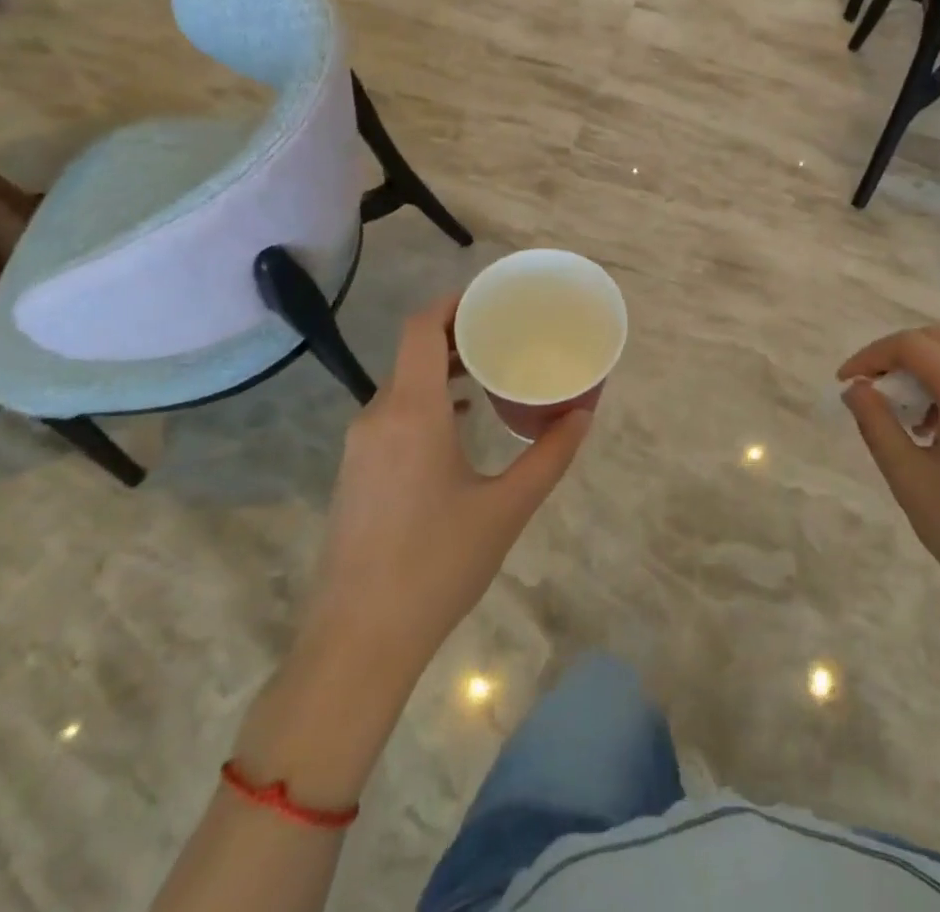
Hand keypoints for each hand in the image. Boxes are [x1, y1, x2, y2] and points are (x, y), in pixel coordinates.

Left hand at [298, 295, 591, 683]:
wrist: (356, 644)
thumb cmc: (436, 566)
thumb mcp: (506, 508)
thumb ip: (549, 455)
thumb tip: (583, 414)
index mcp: (411, 412)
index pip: (421, 328)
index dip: (453, 302)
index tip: (491, 296)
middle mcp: (378, 417)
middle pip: (413, 352)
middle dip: (457, 334)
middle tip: (506, 332)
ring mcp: (361, 447)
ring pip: (402, 385)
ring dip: (442, 369)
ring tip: (489, 372)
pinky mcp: (357, 474)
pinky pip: (394, 415)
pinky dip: (428, 401)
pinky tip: (460, 422)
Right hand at [839, 326, 939, 661]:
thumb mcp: (908, 477)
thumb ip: (876, 423)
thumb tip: (856, 388)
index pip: (913, 346)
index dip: (872, 355)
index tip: (846, 382)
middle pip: (939, 341)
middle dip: (896, 355)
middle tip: (868, 388)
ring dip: (921, 372)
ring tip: (900, 417)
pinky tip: (932, 431)